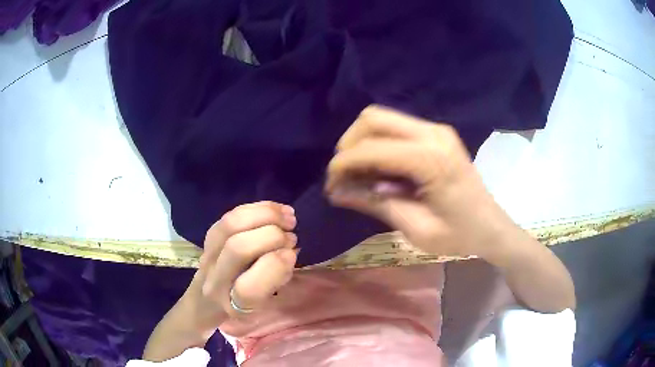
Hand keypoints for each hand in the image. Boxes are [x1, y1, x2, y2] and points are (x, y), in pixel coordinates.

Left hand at [183, 201, 297, 336]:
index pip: (247, 288)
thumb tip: (288, 249)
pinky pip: (231, 215)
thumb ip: (276, 279)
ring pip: (231, 224)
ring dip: (265, 215)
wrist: (205, 301)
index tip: (292, 254)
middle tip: (292, 236)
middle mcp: (214, 280)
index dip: (274, 266)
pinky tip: (275, 210)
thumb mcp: (264, 304)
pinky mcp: (208, 236)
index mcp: (231, 306)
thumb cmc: (241, 308)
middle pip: (238, 248)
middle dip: (272, 235)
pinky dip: (257, 208)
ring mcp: (208, 254)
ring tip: (288, 216)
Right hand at [325, 105, 511, 258]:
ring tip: (358, 172)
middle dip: (349, 145)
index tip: (331, 185)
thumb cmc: (459, 235)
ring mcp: (436, 130)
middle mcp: (433, 134)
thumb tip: (337, 192)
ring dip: (361, 141)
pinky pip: (395, 126)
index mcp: (431, 159)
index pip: (371, 148)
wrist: (491, 226)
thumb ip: (375, 204)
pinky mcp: (436, 133)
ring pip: (381, 117)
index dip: (343, 164)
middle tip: (344, 175)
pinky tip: (378, 167)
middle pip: (373, 118)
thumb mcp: (415, 228)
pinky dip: (377, 142)